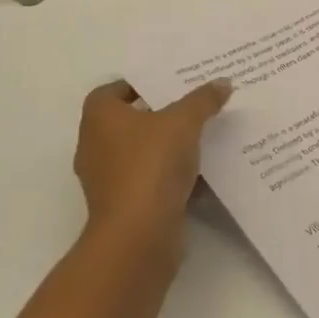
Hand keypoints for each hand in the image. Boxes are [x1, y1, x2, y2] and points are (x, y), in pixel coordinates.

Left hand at [74, 79, 231, 245]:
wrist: (138, 235)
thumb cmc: (151, 165)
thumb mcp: (184, 122)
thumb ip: (202, 100)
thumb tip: (222, 82)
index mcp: (100, 119)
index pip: (110, 92)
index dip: (136, 85)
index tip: (166, 84)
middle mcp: (96, 147)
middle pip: (127, 122)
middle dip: (158, 114)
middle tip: (192, 104)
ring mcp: (108, 180)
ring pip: (140, 153)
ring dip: (166, 147)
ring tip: (202, 135)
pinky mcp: (124, 207)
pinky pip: (150, 181)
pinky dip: (170, 176)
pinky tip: (201, 171)